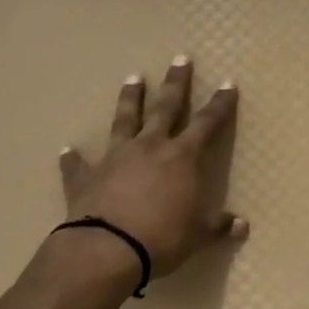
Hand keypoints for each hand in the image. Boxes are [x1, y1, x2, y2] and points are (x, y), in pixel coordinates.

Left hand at [59, 56, 247, 279]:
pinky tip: (67, 150)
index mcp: (182, 158)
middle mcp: (150, 147)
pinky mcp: (86, 176)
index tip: (228, 83)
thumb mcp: (198, 235)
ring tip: (133, 78)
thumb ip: (218, 226)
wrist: (108, 248)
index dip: (220, 104)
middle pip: (166, 107)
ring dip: (130, 99)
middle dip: (176, 83)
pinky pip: (79, 164)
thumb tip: (242, 226)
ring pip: (124, 120)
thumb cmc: (163, 239)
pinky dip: (73, 158)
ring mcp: (115, 157)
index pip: (207, 123)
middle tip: (181, 59)